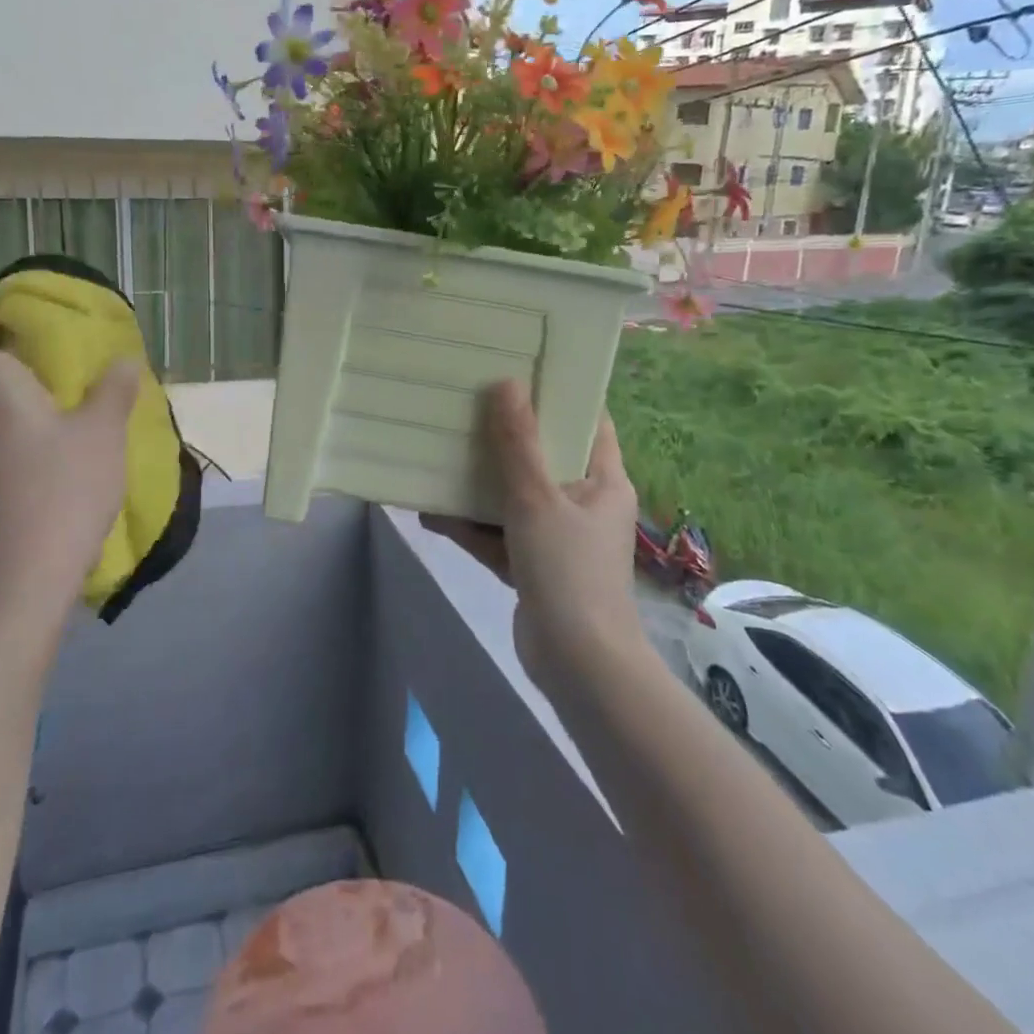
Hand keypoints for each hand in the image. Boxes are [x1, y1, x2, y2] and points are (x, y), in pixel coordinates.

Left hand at [0, 316, 139, 629]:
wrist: (12, 588)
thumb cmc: (61, 492)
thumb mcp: (104, 434)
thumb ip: (113, 390)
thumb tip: (123, 360)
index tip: (17, 335)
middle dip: (10, 376)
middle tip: (62, 387)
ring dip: (10, 419)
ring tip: (62, 437)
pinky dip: (4, 456)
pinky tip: (44, 482)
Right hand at [422, 382, 643, 689]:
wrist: (578, 665)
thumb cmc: (568, 569)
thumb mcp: (537, 498)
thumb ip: (518, 442)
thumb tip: (506, 383)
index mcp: (603, 480)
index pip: (589, 422)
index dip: (561, 394)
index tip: (522, 368)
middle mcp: (584, 503)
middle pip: (545, 456)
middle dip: (507, 436)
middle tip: (469, 405)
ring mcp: (558, 537)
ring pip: (516, 497)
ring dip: (480, 483)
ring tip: (441, 454)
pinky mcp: (534, 566)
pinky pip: (500, 534)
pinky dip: (471, 526)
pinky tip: (431, 513)